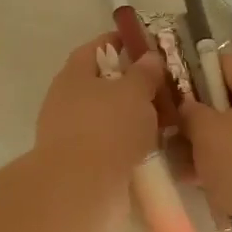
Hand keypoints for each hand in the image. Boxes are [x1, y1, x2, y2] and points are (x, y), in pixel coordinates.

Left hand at [35, 35, 166, 177]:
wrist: (80, 188)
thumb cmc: (107, 128)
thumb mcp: (134, 92)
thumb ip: (144, 72)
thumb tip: (149, 57)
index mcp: (74, 74)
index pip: (97, 48)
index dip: (121, 42)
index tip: (146, 45)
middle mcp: (66, 100)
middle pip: (102, 83)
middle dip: (131, 84)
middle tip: (163, 87)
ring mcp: (69, 133)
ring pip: (107, 116)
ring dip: (132, 116)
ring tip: (165, 119)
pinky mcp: (79, 162)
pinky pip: (109, 144)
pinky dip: (128, 143)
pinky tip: (152, 148)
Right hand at [179, 52, 231, 231]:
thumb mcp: (205, 132)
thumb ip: (190, 112)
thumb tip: (188, 106)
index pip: (222, 62)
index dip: (194, 72)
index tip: (172, 95)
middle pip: (228, 100)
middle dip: (199, 118)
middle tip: (174, 137)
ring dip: (210, 148)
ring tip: (185, 169)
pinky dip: (228, 168)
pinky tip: (208, 188)